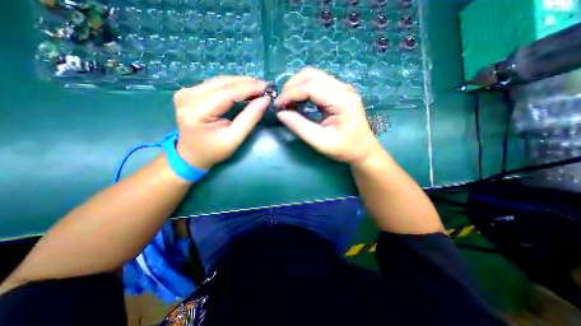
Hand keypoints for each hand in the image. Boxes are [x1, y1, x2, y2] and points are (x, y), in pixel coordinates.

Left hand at [172, 76, 269, 170]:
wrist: (191, 155)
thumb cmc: (213, 151)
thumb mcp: (234, 139)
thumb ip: (249, 119)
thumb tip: (264, 100)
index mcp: (196, 111)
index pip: (227, 93)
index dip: (248, 88)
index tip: (267, 87)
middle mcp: (188, 96)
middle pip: (222, 83)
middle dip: (246, 83)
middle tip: (265, 86)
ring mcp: (187, 92)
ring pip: (219, 81)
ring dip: (240, 83)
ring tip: (257, 87)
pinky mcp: (190, 92)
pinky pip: (215, 84)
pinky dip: (232, 86)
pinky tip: (244, 89)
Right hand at [276, 66, 382, 165]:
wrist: (363, 150)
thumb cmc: (345, 149)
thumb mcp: (321, 142)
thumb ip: (300, 127)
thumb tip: (280, 113)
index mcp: (342, 100)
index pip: (310, 86)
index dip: (290, 93)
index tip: (277, 106)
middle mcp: (343, 88)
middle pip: (311, 75)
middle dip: (291, 87)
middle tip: (282, 104)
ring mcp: (342, 89)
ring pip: (313, 76)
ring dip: (296, 87)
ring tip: (288, 103)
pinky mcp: (338, 93)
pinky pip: (317, 84)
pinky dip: (303, 90)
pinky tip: (298, 102)